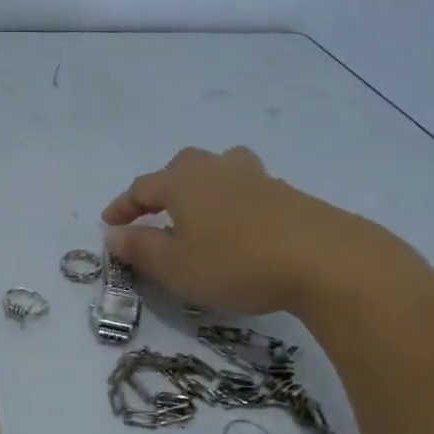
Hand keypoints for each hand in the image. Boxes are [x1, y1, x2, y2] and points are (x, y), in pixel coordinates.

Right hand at [101, 145, 420, 319]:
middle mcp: (217, 170)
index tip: (109, 224)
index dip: (123, 206)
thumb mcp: (176, 266)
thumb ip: (140, 249)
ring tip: (200, 211)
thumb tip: (114, 235)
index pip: (142, 187)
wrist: (324, 259)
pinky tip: (240, 228)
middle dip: (163, 188)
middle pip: (182, 166)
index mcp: (184, 182)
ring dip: (202, 186)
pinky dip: (233, 202)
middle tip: (154, 213)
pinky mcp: (287, 194)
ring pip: (220, 169)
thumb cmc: (235, 262)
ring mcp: (256, 178)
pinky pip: (247, 189)